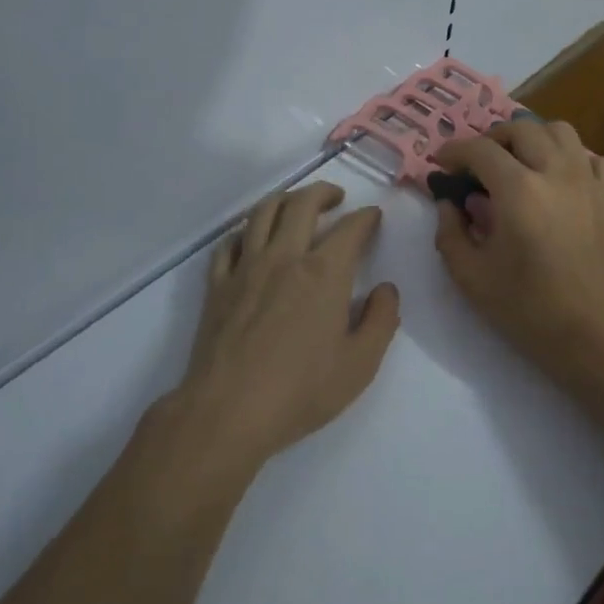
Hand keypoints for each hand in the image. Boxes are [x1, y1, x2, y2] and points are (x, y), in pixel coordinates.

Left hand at [176, 182, 400, 474]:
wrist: (227, 412)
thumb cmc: (300, 391)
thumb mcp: (360, 365)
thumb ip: (381, 321)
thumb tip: (386, 290)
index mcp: (324, 273)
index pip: (350, 229)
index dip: (366, 217)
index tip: (373, 217)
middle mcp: (284, 257)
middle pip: (302, 204)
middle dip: (324, 192)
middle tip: (337, 198)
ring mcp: (245, 268)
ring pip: (262, 212)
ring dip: (284, 199)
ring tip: (296, 205)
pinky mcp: (218, 285)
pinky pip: (229, 242)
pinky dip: (245, 231)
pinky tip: (252, 239)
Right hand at [432, 122, 603, 380]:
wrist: (595, 335)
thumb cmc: (528, 309)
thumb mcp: (471, 277)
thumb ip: (450, 233)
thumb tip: (449, 203)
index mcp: (518, 191)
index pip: (480, 150)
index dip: (454, 151)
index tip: (441, 164)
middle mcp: (555, 173)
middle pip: (522, 128)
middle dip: (492, 138)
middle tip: (476, 163)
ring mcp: (587, 182)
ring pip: (560, 131)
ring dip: (532, 137)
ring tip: (517, 162)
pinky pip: (592, 158)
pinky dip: (571, 158)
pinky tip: (557, 179)